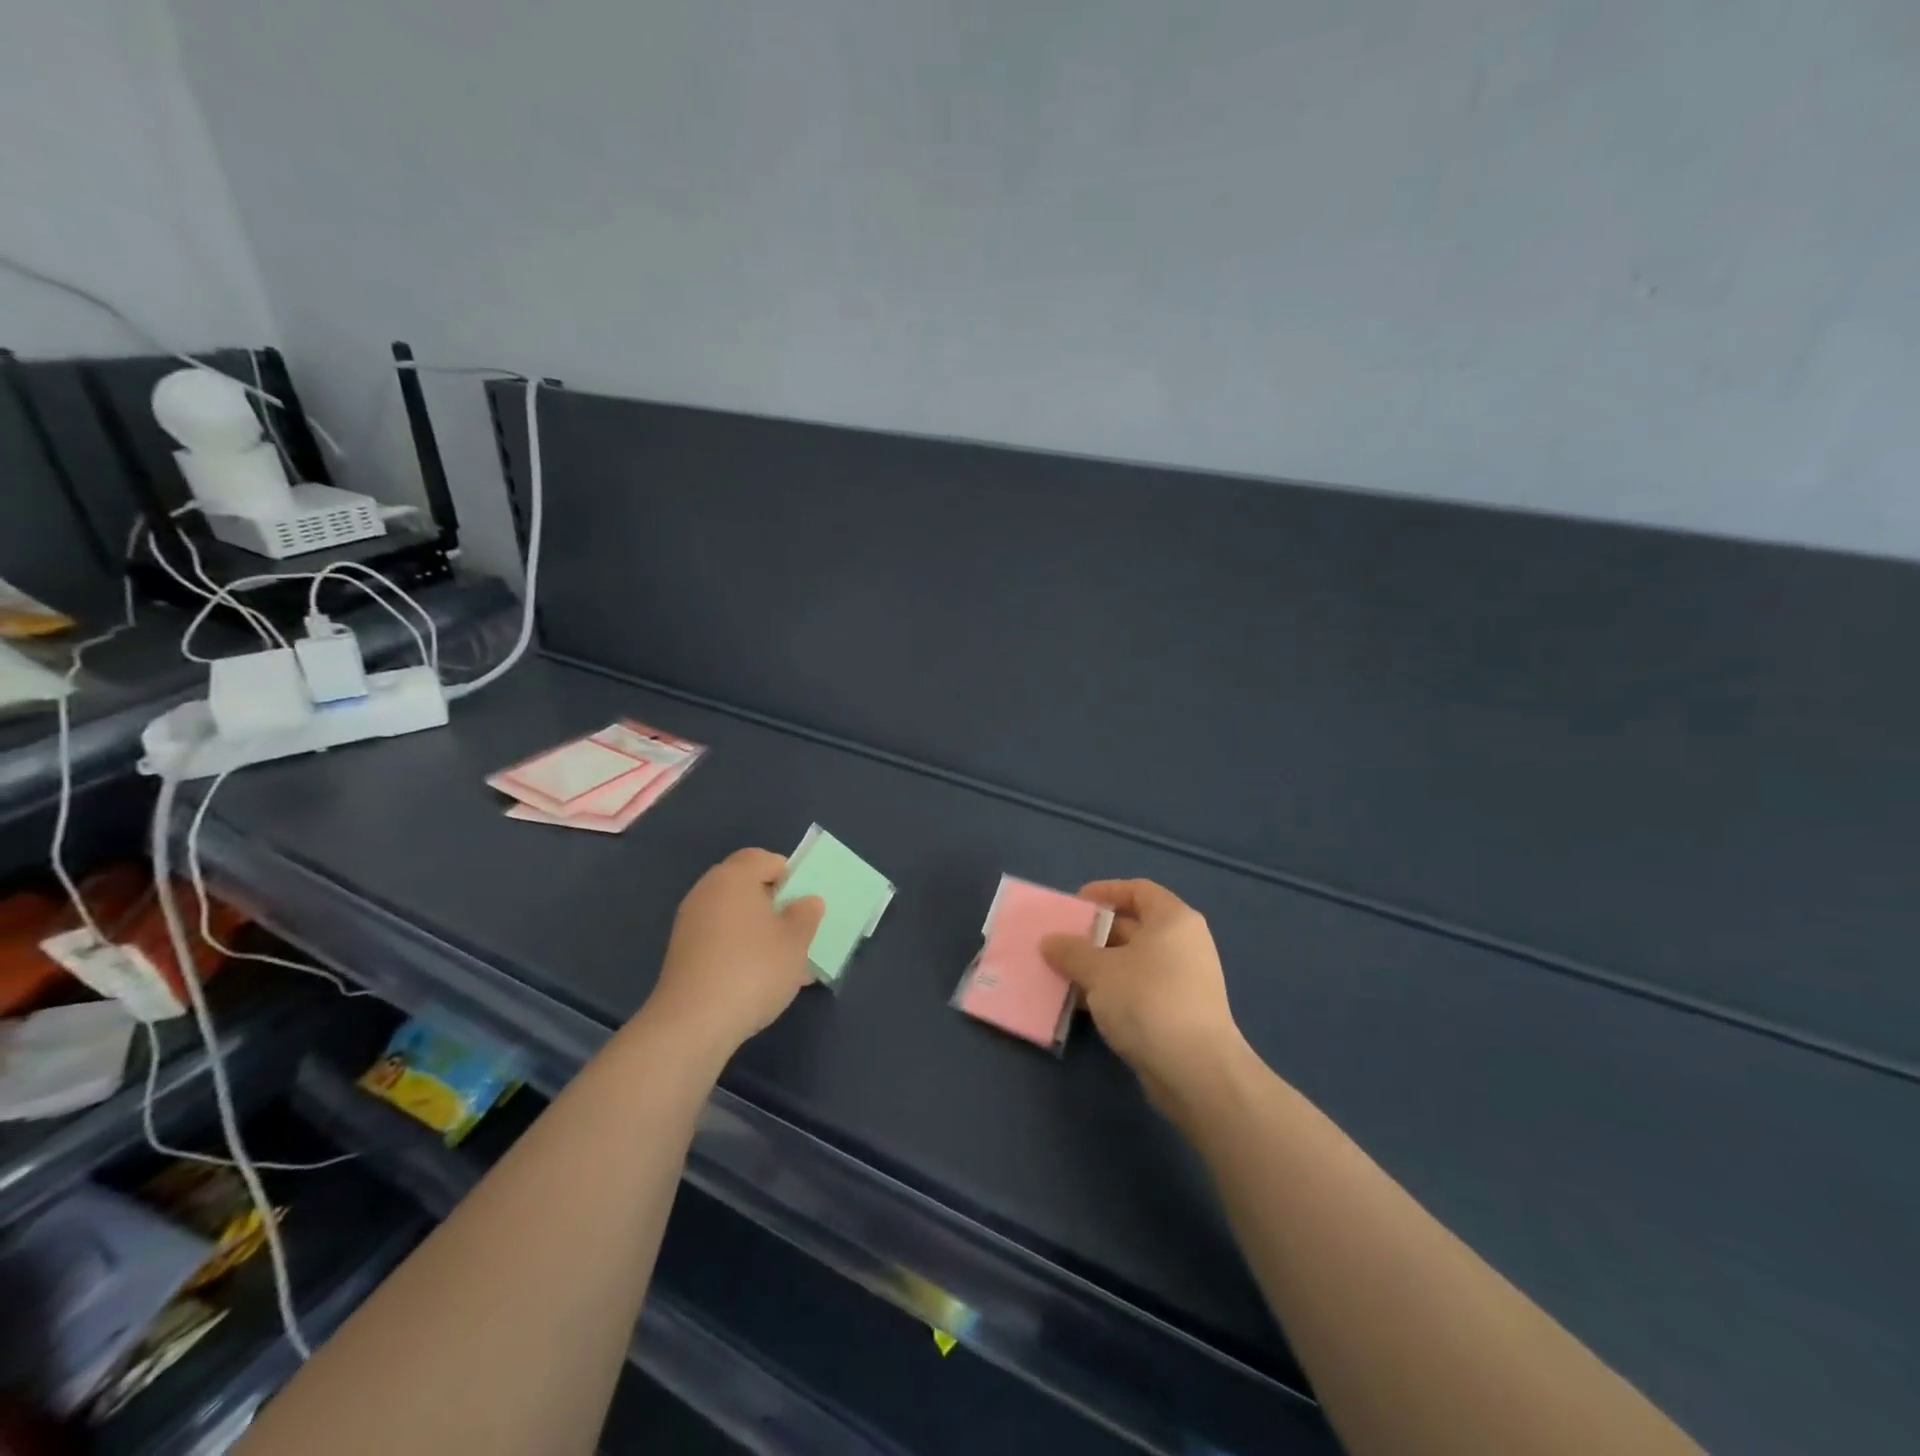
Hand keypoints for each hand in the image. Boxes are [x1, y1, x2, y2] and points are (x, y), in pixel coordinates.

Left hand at [641, 848, 823, 1059]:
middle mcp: (707, 892)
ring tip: (786, 959)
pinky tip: (761, 978)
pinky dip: (741, 949)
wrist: (693, 1024)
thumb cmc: (753, 969)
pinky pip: (721, 939)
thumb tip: (807, 901)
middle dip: (775, 903)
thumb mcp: (796, 941)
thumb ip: (806, 914)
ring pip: (735, 916)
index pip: (764, 858)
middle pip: (747, 886)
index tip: (807, 901)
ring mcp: (690, 924)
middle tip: (799, 927)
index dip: (790, 874)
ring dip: (760, 930)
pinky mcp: (683, 954)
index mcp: (734, 877)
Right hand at [1041, 879, 1247, 1115]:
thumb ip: (1071, 951)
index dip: (1106, 891)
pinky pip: (1139, 988)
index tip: (1075, 904)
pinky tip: (1084, 1004)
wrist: (1195, 1071)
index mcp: (1172, 919)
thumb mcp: (1100, 970)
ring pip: (1133, 961)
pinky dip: (1113, 990)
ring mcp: (1184, 980)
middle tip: (1061, 942)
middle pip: (1134, 925)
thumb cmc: (1148, 1001)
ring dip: (1099, 965)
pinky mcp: (1178, 1012)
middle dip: (1095, 933)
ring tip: (1064, 973)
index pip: (1138, 890)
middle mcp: (1183, 943)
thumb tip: (1049, 942)